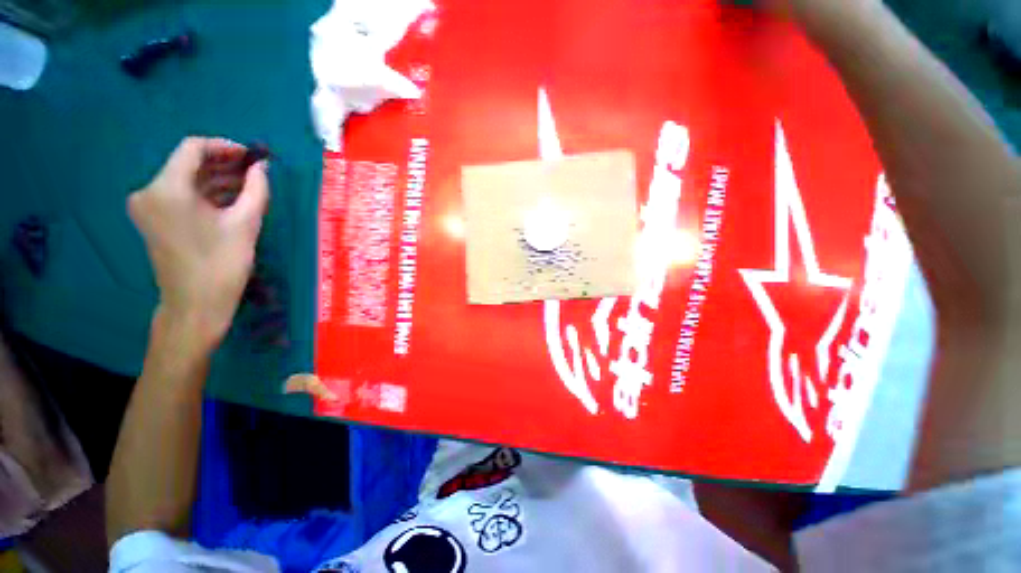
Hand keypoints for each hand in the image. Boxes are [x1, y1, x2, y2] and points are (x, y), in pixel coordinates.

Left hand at [129, 137, 269, 350]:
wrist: (195, 304)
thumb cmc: (222, 264)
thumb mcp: (246, 223)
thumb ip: (256, 189)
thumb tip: (262, 167)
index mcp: (167, 189)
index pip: (192, 148)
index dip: (224, 147)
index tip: (252, 157)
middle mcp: (149, 191)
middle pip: (188, 163)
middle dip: (224, 164)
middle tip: (256, 172)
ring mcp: (148, 206)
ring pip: (186, 180)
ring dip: (217, 179)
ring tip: (250, 187)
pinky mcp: (153, 219)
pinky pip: (181, 195)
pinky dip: (206, 194)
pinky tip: (231, 199)